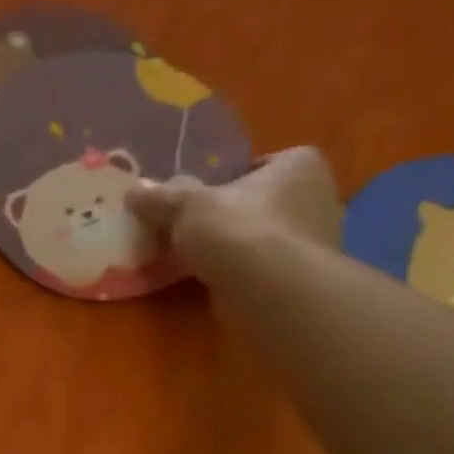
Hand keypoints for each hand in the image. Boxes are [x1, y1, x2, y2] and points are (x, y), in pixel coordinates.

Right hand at [127, 146, 342, 275]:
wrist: (268, 289)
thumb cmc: (236, 229)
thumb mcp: (187, 206)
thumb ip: (162, 197)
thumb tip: (135, 190)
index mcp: (299, 165)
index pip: (262, 164)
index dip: (229, 180)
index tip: (202, 199)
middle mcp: (318, 196)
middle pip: (261, 202)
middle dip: (231, 215)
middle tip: (193, 230)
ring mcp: (314, 240)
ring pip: (262, 236)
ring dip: (235, 246)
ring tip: (197, 260)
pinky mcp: (302, 277)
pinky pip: (263, 267)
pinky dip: (241, 272)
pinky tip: (213, 281)